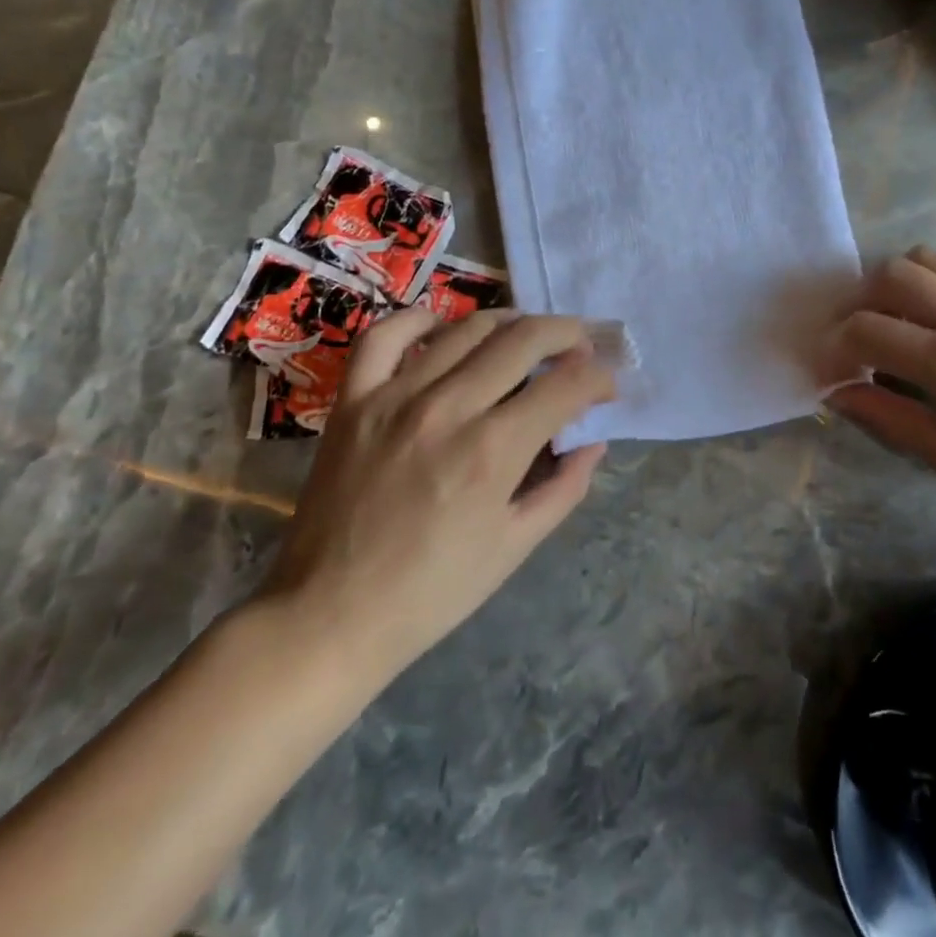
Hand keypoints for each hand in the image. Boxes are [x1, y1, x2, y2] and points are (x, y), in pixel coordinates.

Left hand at [259, 308, 614, 696]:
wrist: (328, 617)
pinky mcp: (353, 401)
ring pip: (467, 328)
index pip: (567, 385)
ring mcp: (395, 398)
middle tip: (581, 347)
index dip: (600, 377)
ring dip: (511, 323)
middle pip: (524, 339)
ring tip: (527, 337)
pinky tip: (444, 327)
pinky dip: (420, 319)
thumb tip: (593, 441)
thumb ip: (564, 487)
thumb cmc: (432, 592)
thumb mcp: (515, 547)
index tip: (607, 386)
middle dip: (568, 335)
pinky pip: (386, 336)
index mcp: (493, 451)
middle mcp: (449, 409)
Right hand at [822, 248, 935, 534]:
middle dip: (859, 301)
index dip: (834, 345)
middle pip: (891, 274)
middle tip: (857, 334)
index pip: (866, 329)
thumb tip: (835, 390)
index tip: (830, 364)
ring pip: (927, 257)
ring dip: (897, 282)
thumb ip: (885, 414)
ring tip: (897, 317)